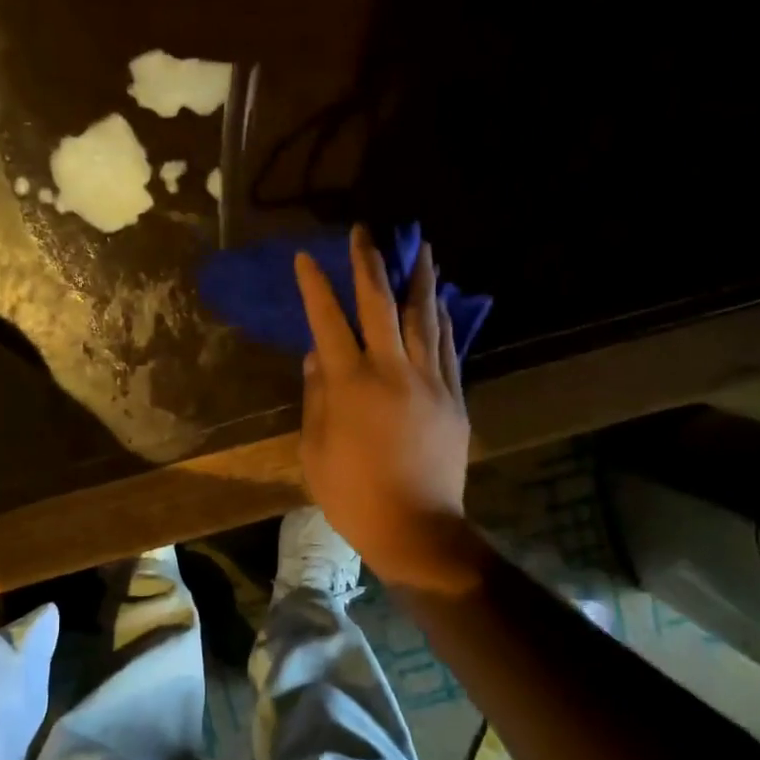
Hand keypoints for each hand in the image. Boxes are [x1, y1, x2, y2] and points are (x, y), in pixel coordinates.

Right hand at [294, 225, 485, 591]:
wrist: (416, 527)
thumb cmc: (353, 495)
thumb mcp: (315, 450)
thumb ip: (316, 398)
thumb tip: (316, 356)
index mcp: (350, 385)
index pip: (328, 322)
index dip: (316, 286)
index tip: (307, 257)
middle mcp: (391, 371)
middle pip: (380, 306)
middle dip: (369, 265)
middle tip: (365, 232)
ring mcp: (429, 382)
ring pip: (424, 318)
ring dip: (419, 279)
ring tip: (421, 248)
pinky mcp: (453, 398)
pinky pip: (448, 348)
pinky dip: (443, 320)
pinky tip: (441, 301)